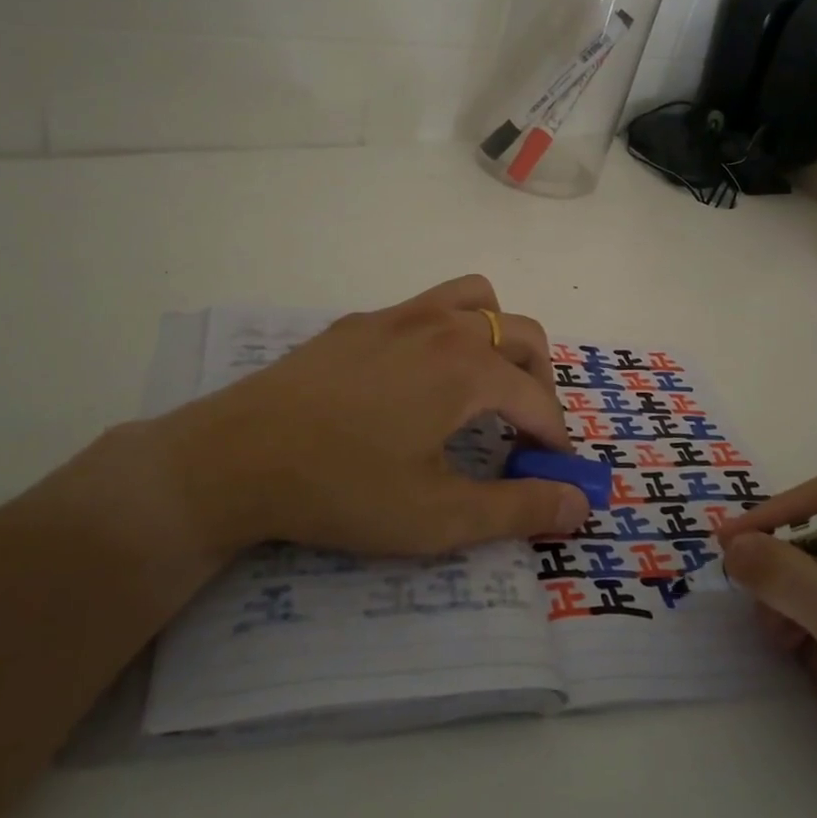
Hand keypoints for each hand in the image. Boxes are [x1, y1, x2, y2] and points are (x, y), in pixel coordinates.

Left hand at [149, 276, 591, 560]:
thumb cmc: (342, 488)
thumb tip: (581, 503)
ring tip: (486, 384)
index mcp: (469, 368)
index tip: (556, 473)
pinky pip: (427, 307)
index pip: (539, 400)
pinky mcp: (359, 322)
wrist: (235, 457)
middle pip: (523, 334)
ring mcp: (397, 316)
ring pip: (477, 300)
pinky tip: (418, 380)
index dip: (556, 439)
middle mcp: (443, 326)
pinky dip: (450, 332)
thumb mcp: (438, 517)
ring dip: (500, 336)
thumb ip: (518, 509)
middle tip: (526, 430)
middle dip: (540, 381)